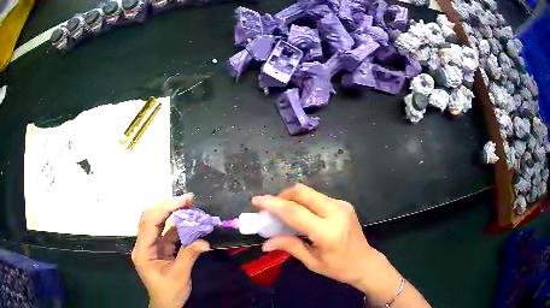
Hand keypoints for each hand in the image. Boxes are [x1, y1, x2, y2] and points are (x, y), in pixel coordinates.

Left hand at [132, 194, 209, 307]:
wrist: (166, 304)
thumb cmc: (169, 292)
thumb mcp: (180, 276)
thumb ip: (189, 256)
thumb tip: (205, 242)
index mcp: (143, 250)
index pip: (150, 223)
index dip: (166, 209)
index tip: (183, 201)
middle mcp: (144, 244)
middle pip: (151, 218)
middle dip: (168, 206)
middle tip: (188, 199)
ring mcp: (151, 245)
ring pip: (159, 223)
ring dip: (173, 214)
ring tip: (190, 206)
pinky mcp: (159, 248)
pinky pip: (167, 233)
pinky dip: (178, 226)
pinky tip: (189, 222)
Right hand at [252, 184, 403, 305]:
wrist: (365, 262)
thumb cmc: (339, 267)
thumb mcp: (312, 262)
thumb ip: (289, 246)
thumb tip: (265, 243)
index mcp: (327, 231)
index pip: (295, 212)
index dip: (273, 204)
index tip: (256, 201)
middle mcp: (336, 212)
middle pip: (303, 192)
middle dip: (282, 195)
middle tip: (270, 207)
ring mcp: (342, 205)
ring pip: (310, 193)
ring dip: (293, 199)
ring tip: (283, 212)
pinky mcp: (344, 204)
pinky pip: (318, 198)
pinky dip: (305, 202)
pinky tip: (301, 214)